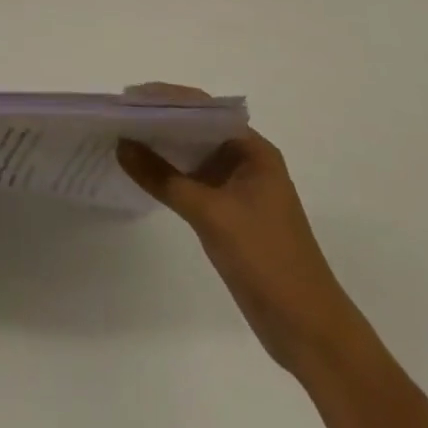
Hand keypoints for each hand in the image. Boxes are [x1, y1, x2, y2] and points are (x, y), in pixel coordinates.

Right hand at [117, 83, 366, 378]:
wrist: (309, 332)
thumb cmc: (267, 260)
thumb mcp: (211, 214)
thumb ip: (163, 177)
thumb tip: (120, 144)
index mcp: (253, 151)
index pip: (203, 109)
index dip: (166, 98)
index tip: (128, 95)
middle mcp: (246, 161)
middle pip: (196, 128)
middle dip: (159, 120)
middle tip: (118, 115)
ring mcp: (238, 189)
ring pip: (193, 155)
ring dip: (161, 147)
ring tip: (121, 137)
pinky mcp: (229, 214)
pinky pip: (192, 181)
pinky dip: (168, 174)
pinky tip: (142, 172)